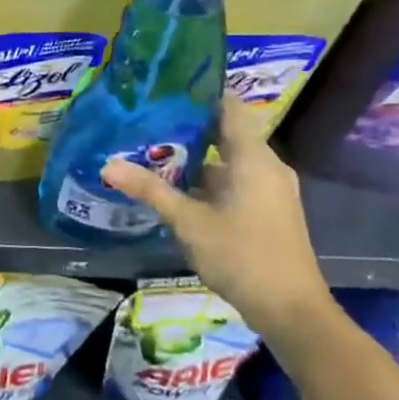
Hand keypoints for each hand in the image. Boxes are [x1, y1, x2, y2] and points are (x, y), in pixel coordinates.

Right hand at [101, 93, 332, 341]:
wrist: (291, 311)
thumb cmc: (241, 256)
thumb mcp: (188, 222)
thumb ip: (150, 189)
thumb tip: (107, 165)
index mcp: (254, 158)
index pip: (229, 107)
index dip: (199, 94)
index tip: (164, 88)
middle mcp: (267, 166)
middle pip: (226, 132)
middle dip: (187, 126)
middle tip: (145, 120)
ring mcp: (270, 189)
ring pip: (229, 159)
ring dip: (194, 156)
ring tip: (151, 151)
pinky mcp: (268, 209)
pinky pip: (235, 179)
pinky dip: (208, 178)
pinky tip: (176, 188)